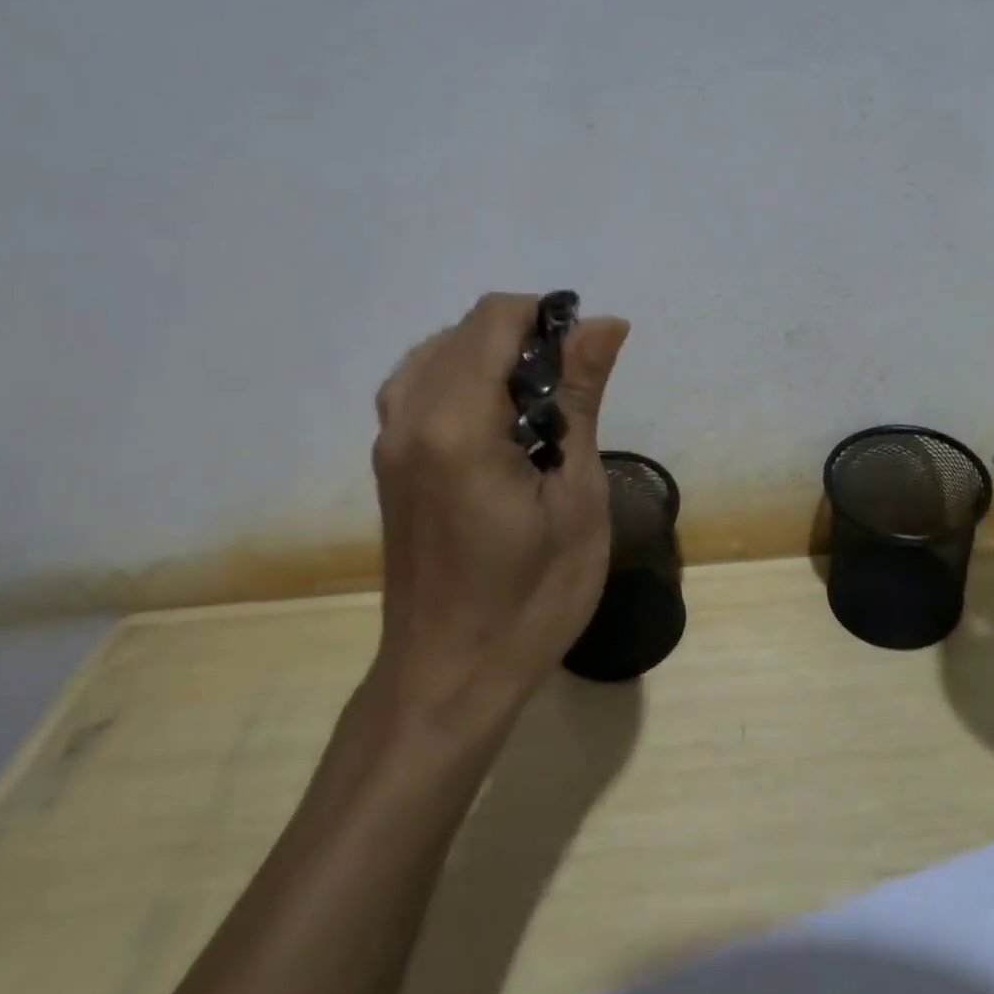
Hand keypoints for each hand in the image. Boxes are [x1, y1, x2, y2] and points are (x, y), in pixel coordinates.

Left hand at [370, 293, 630, 734]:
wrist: (449, 676)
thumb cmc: (531, 598)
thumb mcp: (575, 499)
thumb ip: (581, 400)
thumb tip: (605, 323)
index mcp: (458, 425)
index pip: (496, 319)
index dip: (550, 318)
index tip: (590, 359)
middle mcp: (410, 417)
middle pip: (467, 328)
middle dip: (528, 338)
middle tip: (574, 396)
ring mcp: (390, 439)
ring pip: (439, 351)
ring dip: (495, 356)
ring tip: (540, 409)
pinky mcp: (389, 461)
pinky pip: (420, 384)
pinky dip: (463, 377)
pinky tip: (497, 421)